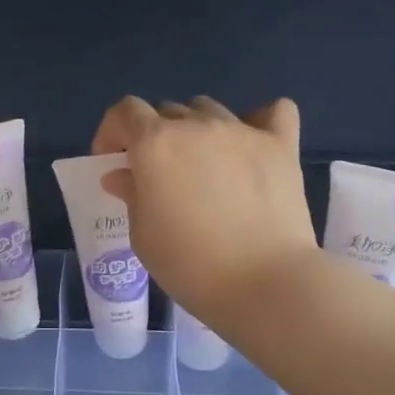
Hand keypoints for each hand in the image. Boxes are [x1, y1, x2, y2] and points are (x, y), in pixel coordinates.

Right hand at [92, 95, 316, 325]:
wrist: (264, 284)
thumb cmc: (189, 265)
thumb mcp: (143, 235)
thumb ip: (131, 195)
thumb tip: (122, 174)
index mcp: (155, 144)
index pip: (125, 111)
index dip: (112, 132)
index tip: (113, 161)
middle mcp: (197, 126)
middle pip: (167, 111)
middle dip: (154, 136)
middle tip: (159, 174)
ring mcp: (242, 131)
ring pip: (209, 110)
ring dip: (197, 130)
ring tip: (203, 165)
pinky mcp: (281, 146)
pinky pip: (274, 111)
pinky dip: (259, 120)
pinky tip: (253, 143)